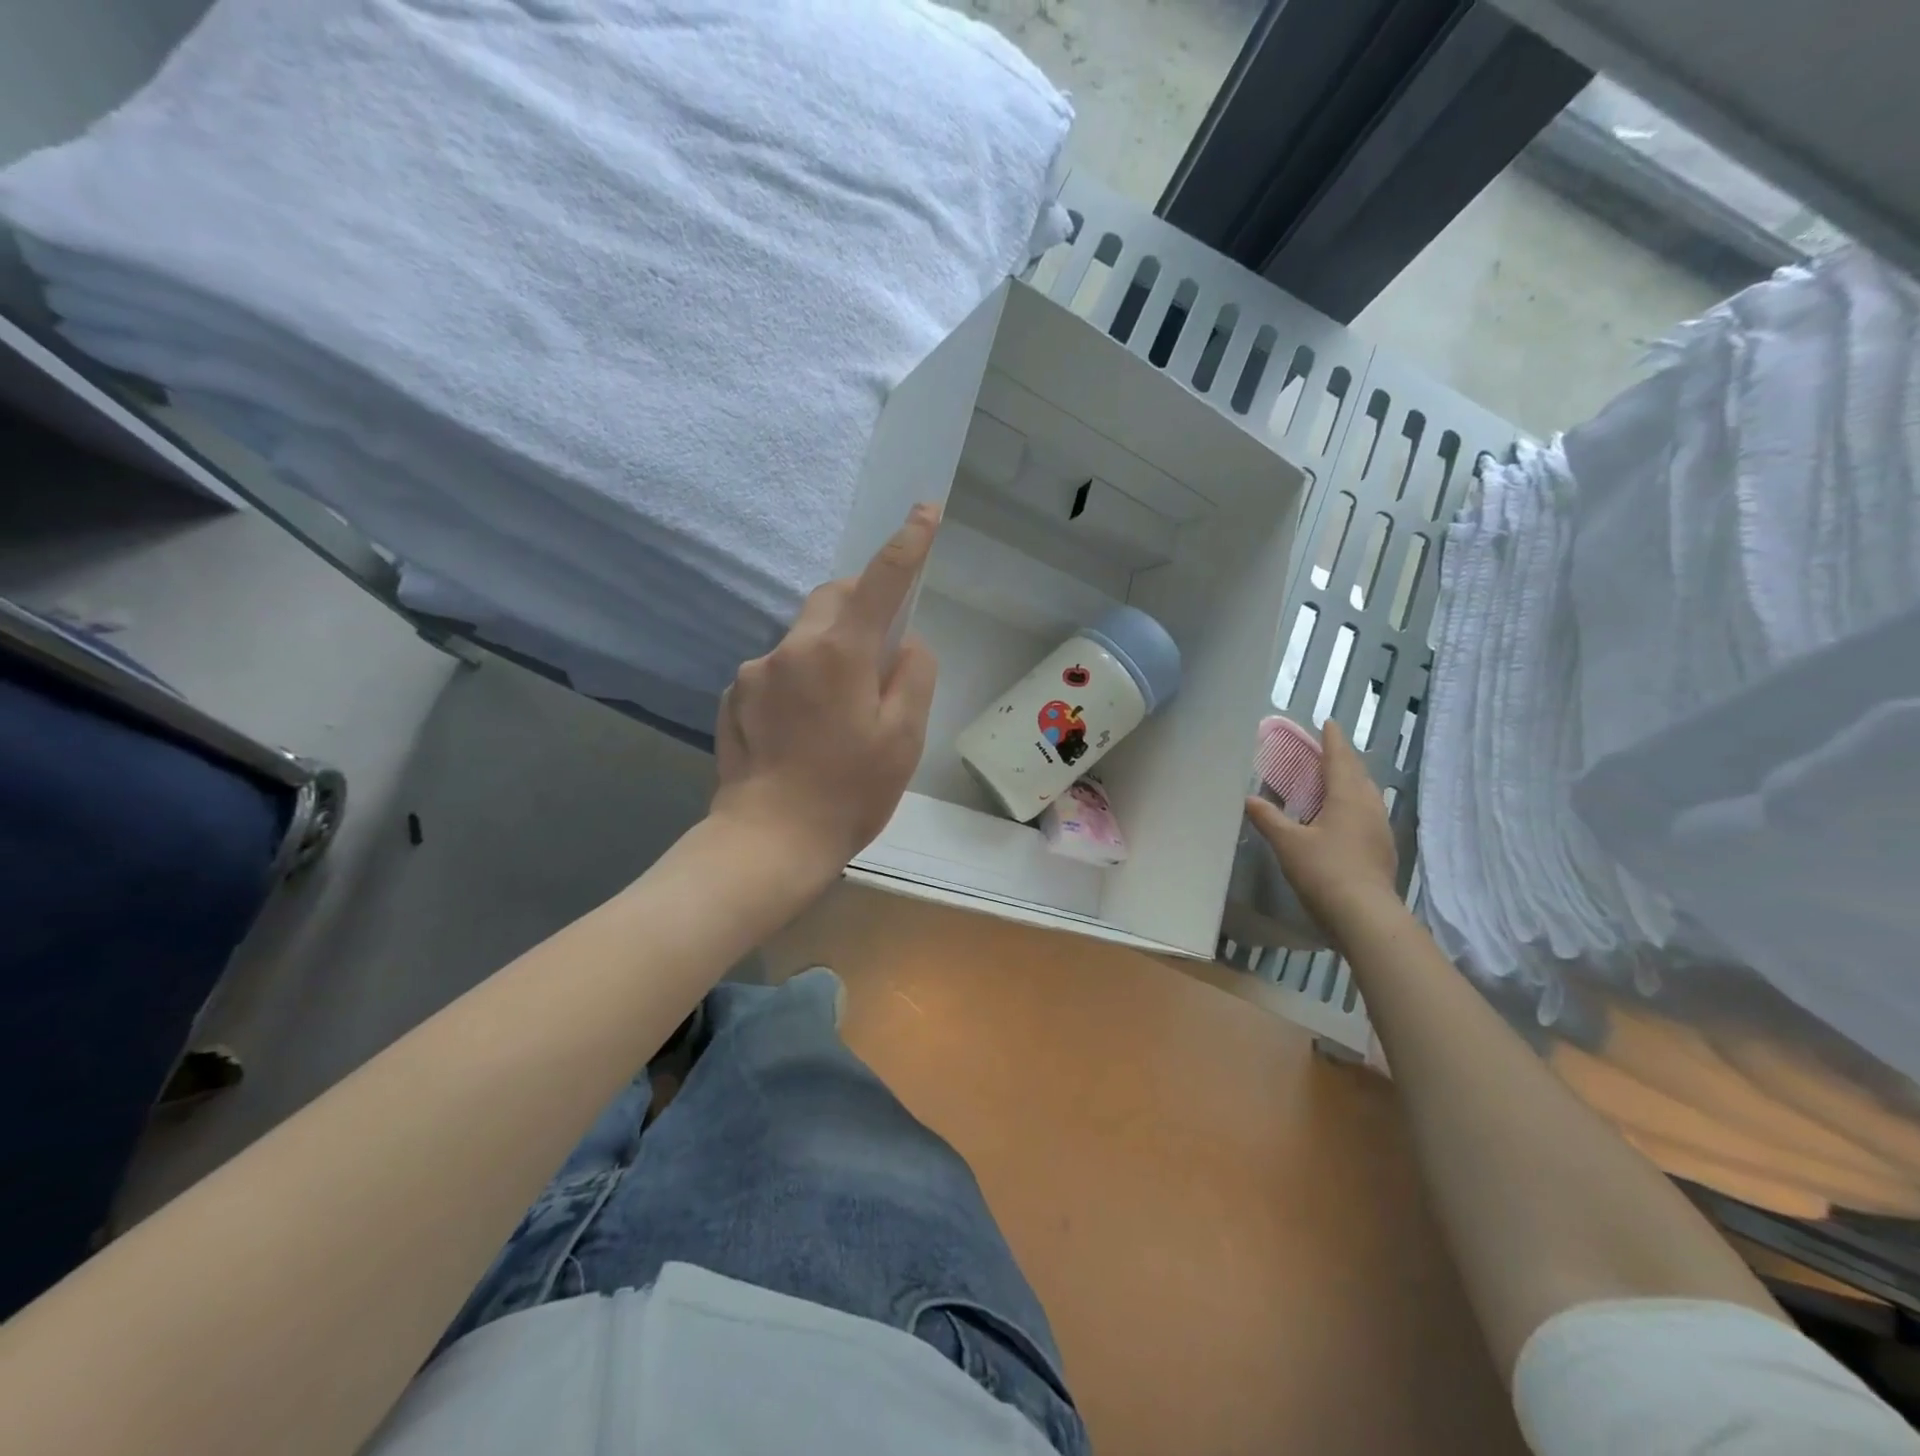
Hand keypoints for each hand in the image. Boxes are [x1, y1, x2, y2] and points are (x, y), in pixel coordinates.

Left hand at [710, 504, 940, 877]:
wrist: (768, 842)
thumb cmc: (849, 791)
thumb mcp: (904, 737)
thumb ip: (914, 675)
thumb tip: (905, 642)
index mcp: (839, 652)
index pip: (880, 581)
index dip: (907, 544)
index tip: (924, 512)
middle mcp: (790, 648)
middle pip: (831, 599)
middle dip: (860, 606)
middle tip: (879, 653)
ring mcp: (753, 672)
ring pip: (803, 639)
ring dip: (828, 654)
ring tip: (837, 715)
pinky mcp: (732, 697)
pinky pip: (775, 671)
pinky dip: (797, 683)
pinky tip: (801, 732)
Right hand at [1244, 719, 1399, 941]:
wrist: (1364, 915)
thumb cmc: (1325, 870)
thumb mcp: (1287, 843)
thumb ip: (1268, 818)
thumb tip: (1248, 798)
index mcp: (1347, 797)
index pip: (1340, 759)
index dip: (1332, 740)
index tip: (1328, 723)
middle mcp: (1369, 806)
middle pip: (1358, 774)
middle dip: (1343, 759)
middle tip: (1326, 750)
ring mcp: (1380, 829)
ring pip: (1366, 794)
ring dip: (1351, 781)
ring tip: (1333, 779)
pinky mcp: (1382, 849)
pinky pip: (1367, 813)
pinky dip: (1353, 803)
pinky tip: (1342, 816)